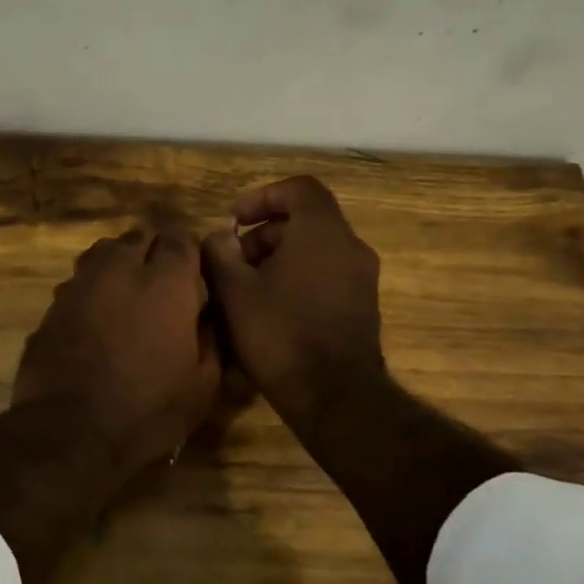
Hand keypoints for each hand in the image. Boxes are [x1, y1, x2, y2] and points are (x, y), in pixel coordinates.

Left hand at [13, 228, 220, 477]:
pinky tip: (97, 316)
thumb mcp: (203, 384)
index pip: (181, 238)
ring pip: (104, 252)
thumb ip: (211, 337)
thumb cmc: (148, 410)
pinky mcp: (53, 304)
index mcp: (165, 282)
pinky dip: (93, 287)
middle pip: (140, 237)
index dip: (189, 254)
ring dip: (120, 263)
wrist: (70, 430)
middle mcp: (120, 269)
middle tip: (162, 284)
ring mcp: (81, 283)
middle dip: (154, 252)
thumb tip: (206, 313)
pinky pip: (79, 280)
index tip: (194, 276)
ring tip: (129, 293)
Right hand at [201, 176, 385, 437]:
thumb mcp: (234, 292)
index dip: (262, 196)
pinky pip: (326, 276)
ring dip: (278, 259)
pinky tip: (271, 311)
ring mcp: (362, 279)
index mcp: (322, 231)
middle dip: (264, 234)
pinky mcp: (362, 307)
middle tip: (233, 262)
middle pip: (305, 221)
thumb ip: (220, 253)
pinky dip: (298, 279)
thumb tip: (221, 238)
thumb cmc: (279, 334)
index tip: (234, 221)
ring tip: (246, 290)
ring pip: (316, 250)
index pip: (299, 188)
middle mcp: (350, 246)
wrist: (334, 396)